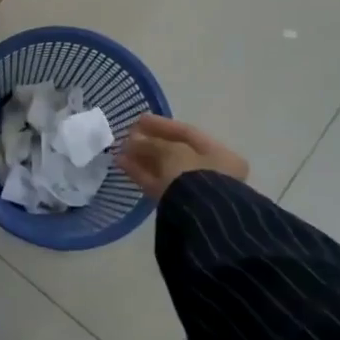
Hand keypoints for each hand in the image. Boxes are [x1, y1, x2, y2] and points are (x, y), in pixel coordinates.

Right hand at [116, 114, 248, 199]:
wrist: (201, 218)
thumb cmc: (194, 175)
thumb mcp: (172, 151)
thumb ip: (152, 142)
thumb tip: (133, 140)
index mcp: (220, 154)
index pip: (187, 133)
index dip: (161, 124)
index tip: (138, 120)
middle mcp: (211, 171)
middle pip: (175, 151)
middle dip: (149, 142)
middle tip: (127, 136)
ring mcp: (195, 190)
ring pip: (164, 168)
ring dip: (142, 158)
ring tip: (120, 150)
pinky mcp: (178, 205)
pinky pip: (158, 184)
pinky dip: (141, 173)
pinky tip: (122, 164)